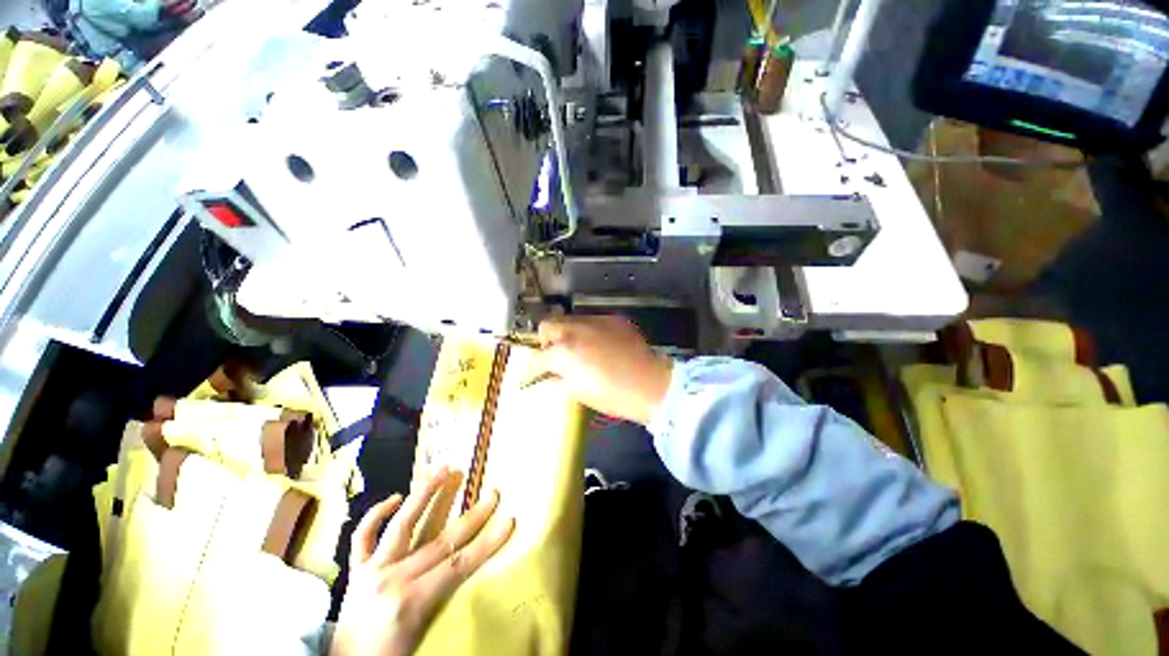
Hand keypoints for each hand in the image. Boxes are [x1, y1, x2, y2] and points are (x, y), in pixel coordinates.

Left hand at [331, 469, 514, 655]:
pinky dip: (377, 514)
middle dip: (473, 516)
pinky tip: (394, 497)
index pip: (459, 565)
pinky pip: (363, 536)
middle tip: (493, 492)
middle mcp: (392, 579)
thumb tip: (473, 573)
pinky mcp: (356, 570)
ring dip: (425, 494)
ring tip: (444, 469)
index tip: (509, 520)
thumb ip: (445, 601)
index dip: (488, 542)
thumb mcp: (424, 635)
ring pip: (403, 524)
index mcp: (411, 601)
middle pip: (442, 541)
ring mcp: (372, 570)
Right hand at [531, 315, 672, 424]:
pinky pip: (593, 321)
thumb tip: (547, 377)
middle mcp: (576, 329)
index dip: (533, 367)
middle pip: (548, 325)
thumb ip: (557, 380)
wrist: (650, 384)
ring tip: (580, 350)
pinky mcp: (614, 319)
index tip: (535, 372)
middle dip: (547, 340)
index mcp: (565, 351)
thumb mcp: (578, 391)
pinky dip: (590, 331)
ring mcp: (597, 320)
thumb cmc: (611, 395)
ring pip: (570, 319)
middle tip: (556, 356)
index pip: (538, 356)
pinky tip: (601, 345)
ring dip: (568, 333)